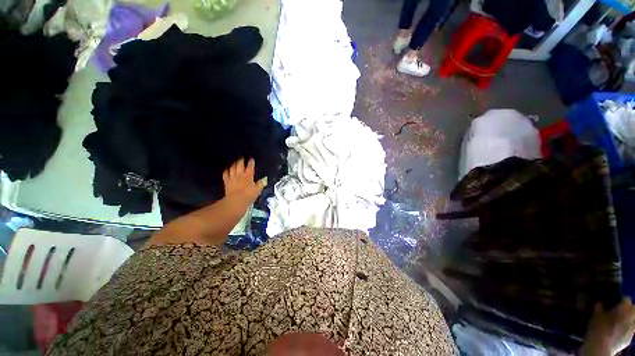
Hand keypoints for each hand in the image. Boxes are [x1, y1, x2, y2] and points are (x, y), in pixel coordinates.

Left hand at [222, 158, 265, 204]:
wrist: (236, 200)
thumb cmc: (248, 195)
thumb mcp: (258, 190)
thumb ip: (261, 184)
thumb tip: (264, 180)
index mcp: (248, 176)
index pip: (250, 166)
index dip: (251, 162)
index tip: (251, 159)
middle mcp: (240, 175)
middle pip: (240, 164)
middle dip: (241, 160)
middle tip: (242, 157)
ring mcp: (232, 178)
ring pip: (232, 168)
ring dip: (234, 164)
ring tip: (235, 161)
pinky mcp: (227, 182)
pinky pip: (226, 174)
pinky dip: (227, 170)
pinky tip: (227, 169)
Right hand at [581, 297, 634, 355]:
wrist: (600, 347)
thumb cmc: (598, 328)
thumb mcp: (595, 316)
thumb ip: (599, 308)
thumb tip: (599, 303)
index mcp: (624, 309)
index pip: (626, 299)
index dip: (621, 299)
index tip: (614, 301)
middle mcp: (631, 317)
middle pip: (634, 309)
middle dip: (629, 308)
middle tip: (619, 310)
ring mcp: (632, 330)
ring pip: (634, 320)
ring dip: (629, 319)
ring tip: (619, 321)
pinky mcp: (629, 338)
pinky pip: (630, 330)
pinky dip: (626, 329)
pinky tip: (618, 332)